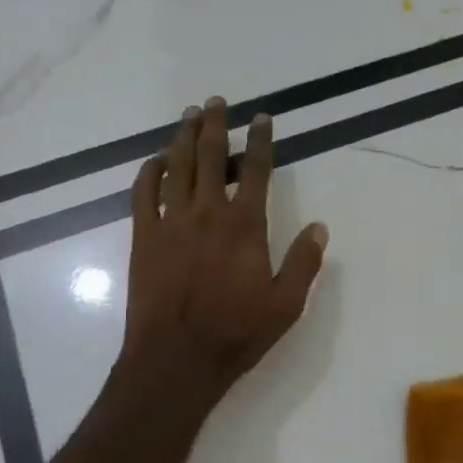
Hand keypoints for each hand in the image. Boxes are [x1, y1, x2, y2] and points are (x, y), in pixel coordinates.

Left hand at [122, 96, 328, 402]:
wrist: (176, 359)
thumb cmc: (235, 334)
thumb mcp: (286, 305)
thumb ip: (304, 263)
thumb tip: (320, 227)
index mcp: (245, 226)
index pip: (255, 170)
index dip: (260, 140)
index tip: (261, 118)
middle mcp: (207, 213)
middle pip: (210, 156)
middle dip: (214, 125)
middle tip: (215, 102)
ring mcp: (171, 223)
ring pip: (176, 167)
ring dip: (183, 138)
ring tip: (188, 115)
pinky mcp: (143, 238)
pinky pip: (143, 194)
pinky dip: (149, 172)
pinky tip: (155, 161)